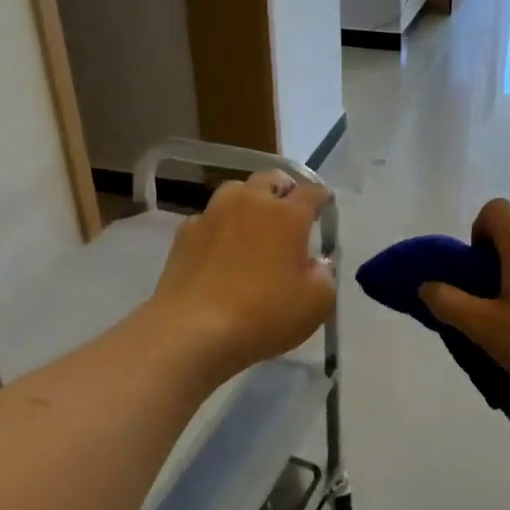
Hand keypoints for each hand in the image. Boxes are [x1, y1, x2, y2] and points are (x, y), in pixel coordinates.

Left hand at [146, 171, 335, 381]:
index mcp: (288, 215)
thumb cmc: (264, 315)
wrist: (194, 329)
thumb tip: (316, 263)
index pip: (311, 192)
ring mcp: (213, 214)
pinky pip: (209, 217)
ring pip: (236, 191)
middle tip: (289, 210)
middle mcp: (251, 203)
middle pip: (270, 179)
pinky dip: (220, 226)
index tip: (324, 206)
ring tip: (253, 223)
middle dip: (283, 190)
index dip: (321, 197)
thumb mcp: (316, 304)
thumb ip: (324, 276)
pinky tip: (220, 248)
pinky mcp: (185, 233)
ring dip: (249, 200)